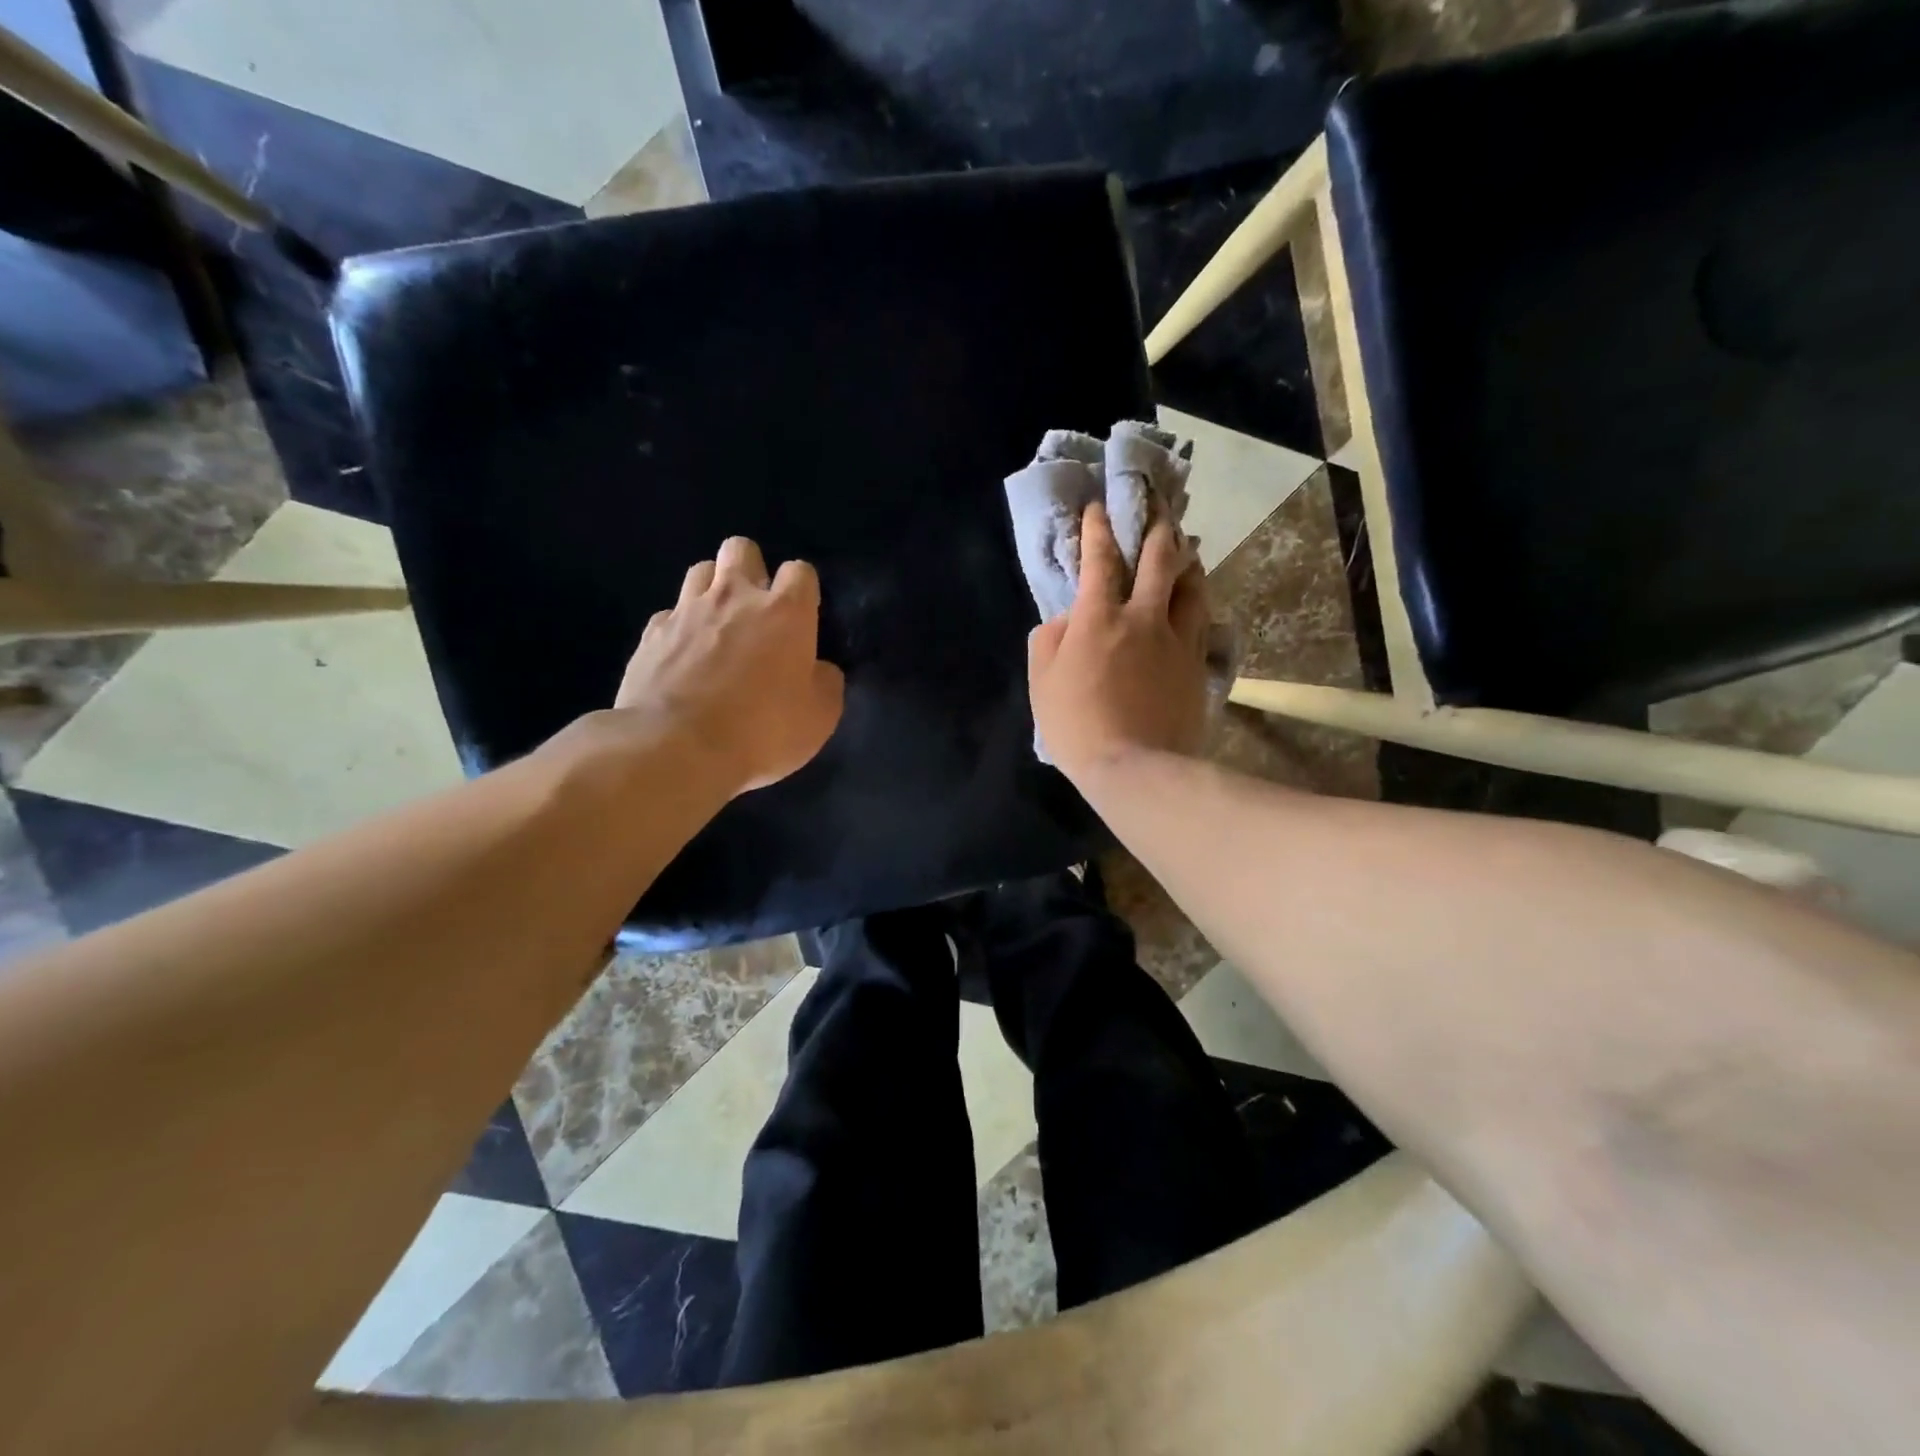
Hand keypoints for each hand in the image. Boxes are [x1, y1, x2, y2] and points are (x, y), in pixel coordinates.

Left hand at [615, 537, 844, 795]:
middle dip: (752, 570)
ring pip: (701, 570)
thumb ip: (826, 682)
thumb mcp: (820, 717)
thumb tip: (819, 669)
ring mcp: (687, 610)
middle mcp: (735, 597)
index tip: (803, 617)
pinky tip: (684, 656)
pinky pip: (669, 614)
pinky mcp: (651, 633)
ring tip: (718, 625)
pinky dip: (680, 627)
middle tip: (756, 610)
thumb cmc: (762, 731)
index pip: (800, 571)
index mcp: (785, 612)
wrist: (676, 748)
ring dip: (713, 589)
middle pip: (742, 549)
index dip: (803, 589)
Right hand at [1028, 502, 1209, 780]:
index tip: (1098, 508)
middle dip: (1157, 528)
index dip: (1097, 530)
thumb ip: (1048, 641)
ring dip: (1187, 560)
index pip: (1098, 561)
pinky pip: (1201, 622)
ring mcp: (1177, 640)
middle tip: (1160, 509)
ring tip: (1186, 548)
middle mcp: (1143, 617)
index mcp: (1098, 619)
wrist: (1136, 767)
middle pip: (1158, 560)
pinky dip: (1197, 601)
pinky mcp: (1197, 665)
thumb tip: (1064, 619)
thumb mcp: (1042, 684)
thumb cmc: (1077, 726)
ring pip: (1191, 586)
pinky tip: (1197, 599)